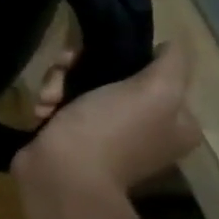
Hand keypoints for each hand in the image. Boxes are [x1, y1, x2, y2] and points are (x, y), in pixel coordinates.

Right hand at [14, 40, 201, 192]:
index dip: (123, 56)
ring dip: (58, 84)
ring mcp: (106, 135)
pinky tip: (42, 110)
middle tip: (64, 72)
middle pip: (112, 76)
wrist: (61, 173)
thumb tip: (170, 46)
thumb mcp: (155, 91)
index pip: (153, 72)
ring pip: (80, 87)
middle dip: (81, 70)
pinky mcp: (72, 138)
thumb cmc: (110, 131)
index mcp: (176, 121)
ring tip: (48, 98)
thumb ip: (172, 64)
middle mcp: (145, 128)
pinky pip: (61, 105)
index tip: (96, 53)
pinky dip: (49, 103)